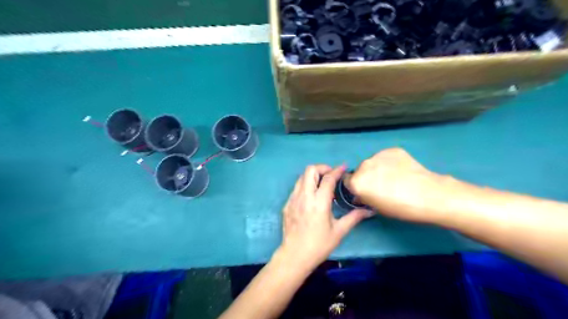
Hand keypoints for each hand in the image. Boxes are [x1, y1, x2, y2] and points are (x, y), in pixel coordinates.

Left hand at [277, 165, 375, 270]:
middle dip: (322, 168)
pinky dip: (306, 185)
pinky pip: (296, 187)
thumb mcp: (339, 232)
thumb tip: (369, 211)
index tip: (344, 167)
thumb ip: (354, 217)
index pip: (328, 179)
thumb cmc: (319, 245)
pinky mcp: (287, 204)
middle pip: (310, 170)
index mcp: (319, 202)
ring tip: (322, 183)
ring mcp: (293, 199)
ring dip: (313, 175)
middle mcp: (304, 196)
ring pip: (301, 177)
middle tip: (331, 175)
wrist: (294, 256)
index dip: (337, 170)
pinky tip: (312, 196)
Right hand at [344, 147, 449, 224]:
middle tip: (381, 186)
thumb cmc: (400, 207)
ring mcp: (378, 155)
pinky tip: (402, 170)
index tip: (365, 192)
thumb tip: (361, 194)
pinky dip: (390, 163)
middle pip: (360, 170)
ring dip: (378, 169)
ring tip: (394, 177)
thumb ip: (364, 198)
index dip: (355, 187)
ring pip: (373, 163)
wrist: (428, 195)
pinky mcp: (392, 150)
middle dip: (367, 177)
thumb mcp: (376, 207)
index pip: (347, 181)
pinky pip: (385, 157)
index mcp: (357, 182)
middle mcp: (364, 165)